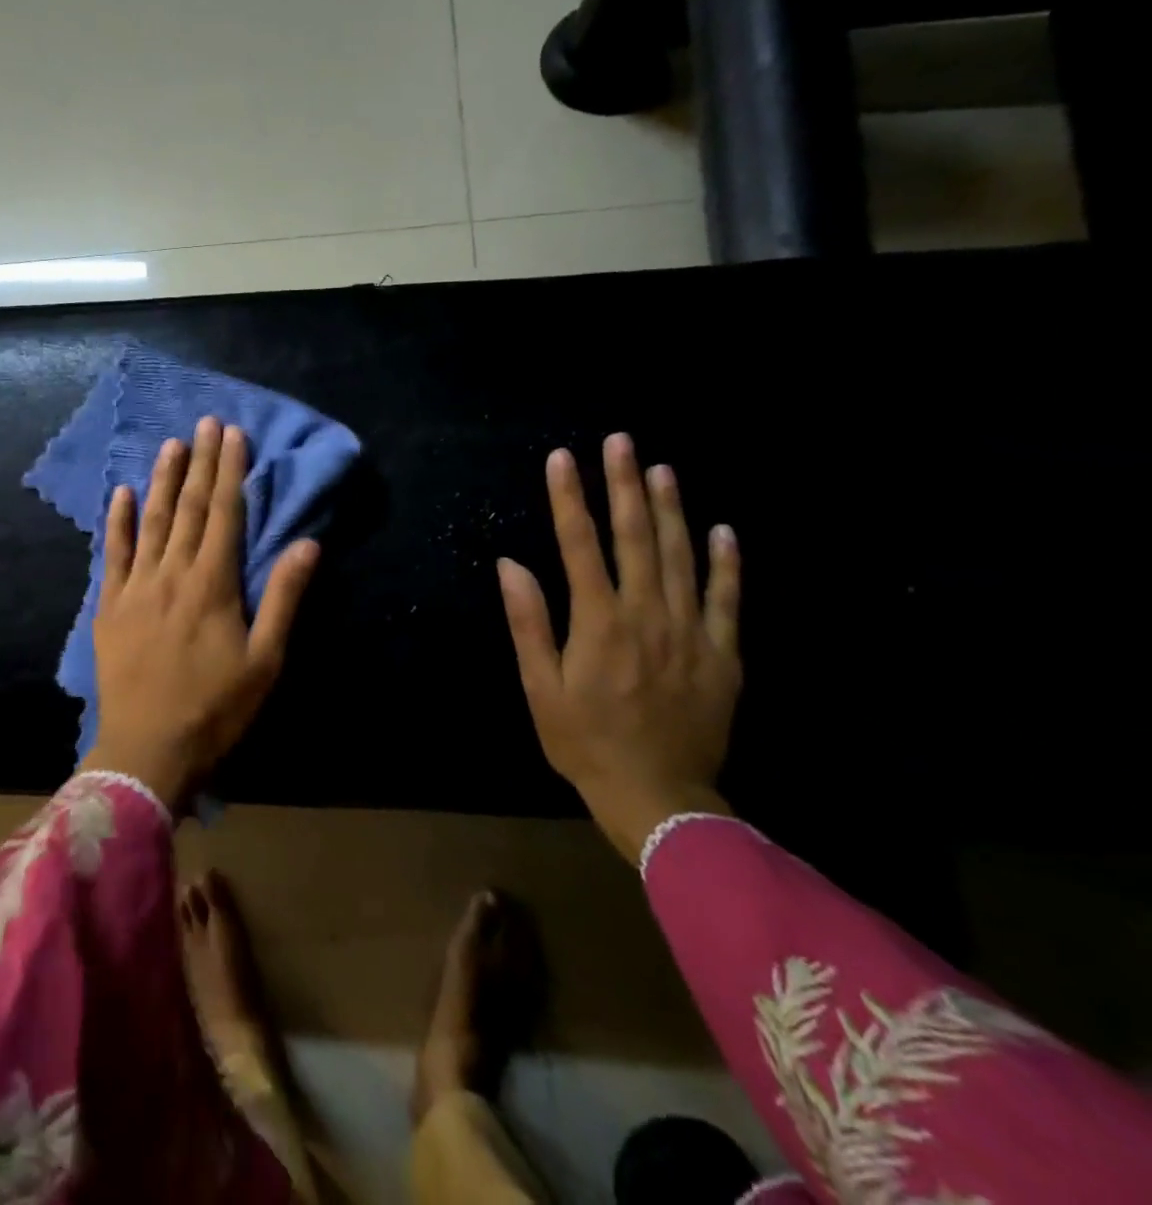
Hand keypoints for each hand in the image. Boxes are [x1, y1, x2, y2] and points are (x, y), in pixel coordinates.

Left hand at [84, 416, 319, 813]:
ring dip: (162, 480)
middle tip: (206, 423)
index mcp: (212, 584)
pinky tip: (122, 493)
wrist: (148, 749)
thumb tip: (306, 544)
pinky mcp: (109, 605)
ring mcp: (135, 587)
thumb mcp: (265, 661)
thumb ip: (283, 598)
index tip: (233, 435)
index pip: (223, 514)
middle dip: (200, 463)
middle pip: (188, 508)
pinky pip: (113, 554)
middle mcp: (172, 573)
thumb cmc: (216, 709)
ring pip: (151, 521)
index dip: (229, 472)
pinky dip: (118, 521)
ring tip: (171, 445)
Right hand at [496, 434, 742, 860]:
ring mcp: (691, 631)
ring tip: (661, 468)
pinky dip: (725, 562)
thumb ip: (528, 623)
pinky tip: (722, 530)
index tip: (562, 458)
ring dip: (671, 509)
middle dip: (624, 485)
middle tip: (620, 441)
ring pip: (681, 556)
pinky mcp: (723, 654)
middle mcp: (647, 614)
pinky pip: (727, 598)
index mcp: (599, 622)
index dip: (569, 498)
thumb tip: (511, 565)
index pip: (580, 544)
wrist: (659, 797)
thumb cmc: (584, 741)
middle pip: (636, 537)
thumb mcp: (540, 688)